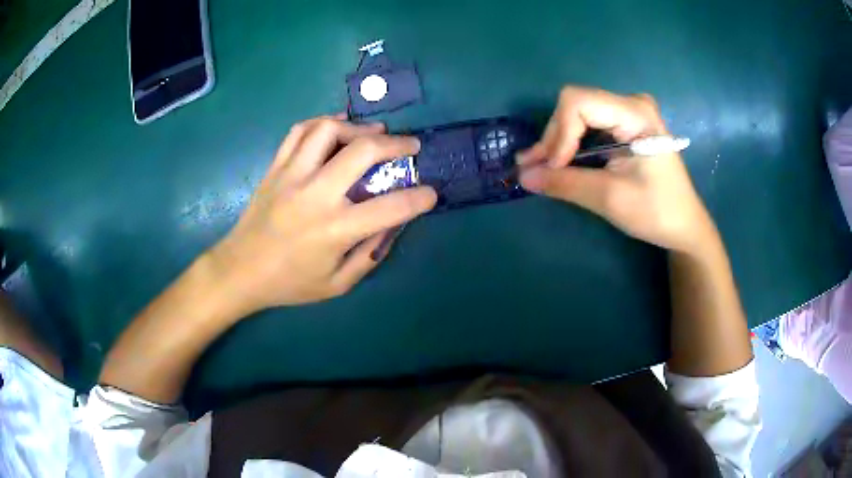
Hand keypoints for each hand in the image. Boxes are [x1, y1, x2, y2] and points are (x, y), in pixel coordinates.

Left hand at [205, 115, 436, 315]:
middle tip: (411, 145)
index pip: (390, 207)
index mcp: (334, 229)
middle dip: (397, 144)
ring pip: (328, 130)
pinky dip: (323, 123)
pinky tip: (336, 129)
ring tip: (374, 133)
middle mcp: (315, 195)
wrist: (240, 270)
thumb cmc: (289, 283)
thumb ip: (370, 255)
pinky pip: (299, 131)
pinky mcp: (276, 167)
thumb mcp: (337, 284)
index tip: (430, 193)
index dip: (419, 198)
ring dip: (358, 127)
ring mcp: (292, 175)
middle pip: (362, 152)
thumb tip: (392, 225)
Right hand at [517, 86, 715, 252]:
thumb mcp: (610, 198)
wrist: (684, 226)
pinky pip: (588, 125)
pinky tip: (559, 162)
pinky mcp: (625, 125)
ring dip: (558, 142)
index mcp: (635, 114)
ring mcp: (629, 113)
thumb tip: (523, 176)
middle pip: (575, 106)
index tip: (552, 168)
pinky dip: (571, 145)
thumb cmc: (656, 212)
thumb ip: (565, 184)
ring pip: (577, 115)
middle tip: (535, 170)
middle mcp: (631, 104)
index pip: (578, 102)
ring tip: (539, 167)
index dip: (558, 132)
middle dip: (554, 138)